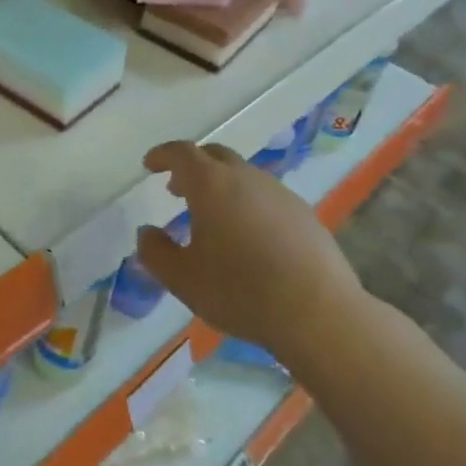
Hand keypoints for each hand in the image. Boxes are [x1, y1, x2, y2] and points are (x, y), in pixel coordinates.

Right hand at [135, 141, 361, 352]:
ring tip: (212, 218)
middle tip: (177, 189)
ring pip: (243, 176)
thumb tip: (147, 233)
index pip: (181, 153)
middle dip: (192, 167)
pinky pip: (266, 197)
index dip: (162, 155)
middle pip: (214, 155)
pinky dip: (248, 204)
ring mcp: (279, 193)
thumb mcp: (182, 279)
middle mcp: (246, 178)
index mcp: (211, 184)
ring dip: (221, 186)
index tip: (150, 165)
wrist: (318, 312)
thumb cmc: (240, 291)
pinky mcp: (304, 214)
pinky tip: (249, 237)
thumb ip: (155, 252)